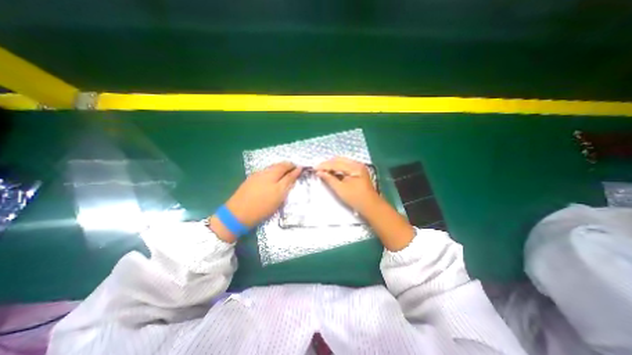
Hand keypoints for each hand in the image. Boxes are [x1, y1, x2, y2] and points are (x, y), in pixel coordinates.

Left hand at [223, 162, 301, 225]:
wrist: (238, 214)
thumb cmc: (262, 206)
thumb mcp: (279, 194)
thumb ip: (288, 181)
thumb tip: (297, 170)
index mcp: (272, 174)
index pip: (286, 166)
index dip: (295, 167)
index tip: (301, 169)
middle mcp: (264, 172)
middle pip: (278, 165)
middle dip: (288, 166)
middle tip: (295, 171)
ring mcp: (256, 175)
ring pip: (271, 169)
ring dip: (280, 169)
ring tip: (286, 175)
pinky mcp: (250, 180)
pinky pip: (265, 173)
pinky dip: (273, 173)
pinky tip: (273, 179)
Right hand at [316, 157, 379, 212]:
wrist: (371, 206)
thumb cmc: (356, 198)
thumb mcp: (340, 189)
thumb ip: (329, 179)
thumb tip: (319, 172)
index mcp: (354, 167)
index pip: (336, 163)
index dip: (324, 165)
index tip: (314, 168)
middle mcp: (357, 164)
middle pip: (339, 160)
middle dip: (328, 164)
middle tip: (318, 169)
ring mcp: (359, 167)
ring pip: (342, 162)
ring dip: (332, 165)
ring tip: (323, 170)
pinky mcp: (358, 171)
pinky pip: (346, 166)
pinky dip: (338, 168)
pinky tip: (332, 172)